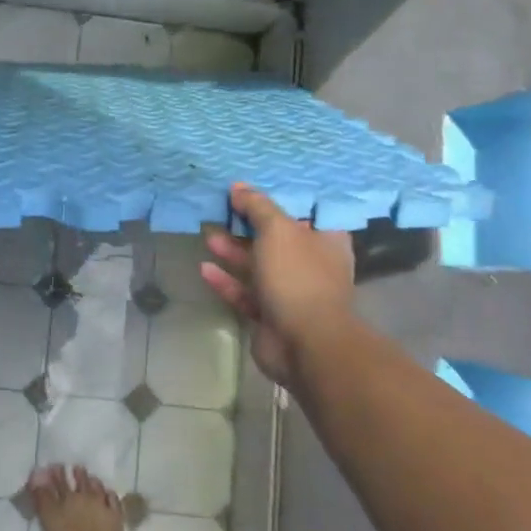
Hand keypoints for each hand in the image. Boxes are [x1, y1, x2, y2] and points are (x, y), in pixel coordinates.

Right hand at [200, 184, 354, 385]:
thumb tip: (239, 187)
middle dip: (247, 225)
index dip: (279, 198)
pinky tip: (204, 269)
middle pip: (276, 238)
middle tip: (221, 210)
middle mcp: (311, 263)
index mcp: (325, 240)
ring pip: (258, 265)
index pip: (304, 211)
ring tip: (208, 235)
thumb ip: (257, 206)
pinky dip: (227, 281)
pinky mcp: (271, 315)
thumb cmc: (297, 276)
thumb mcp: (277, 230)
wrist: (305, 344)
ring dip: (233, 251)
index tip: (252, 188)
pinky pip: (246, 293)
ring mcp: (291, 291)